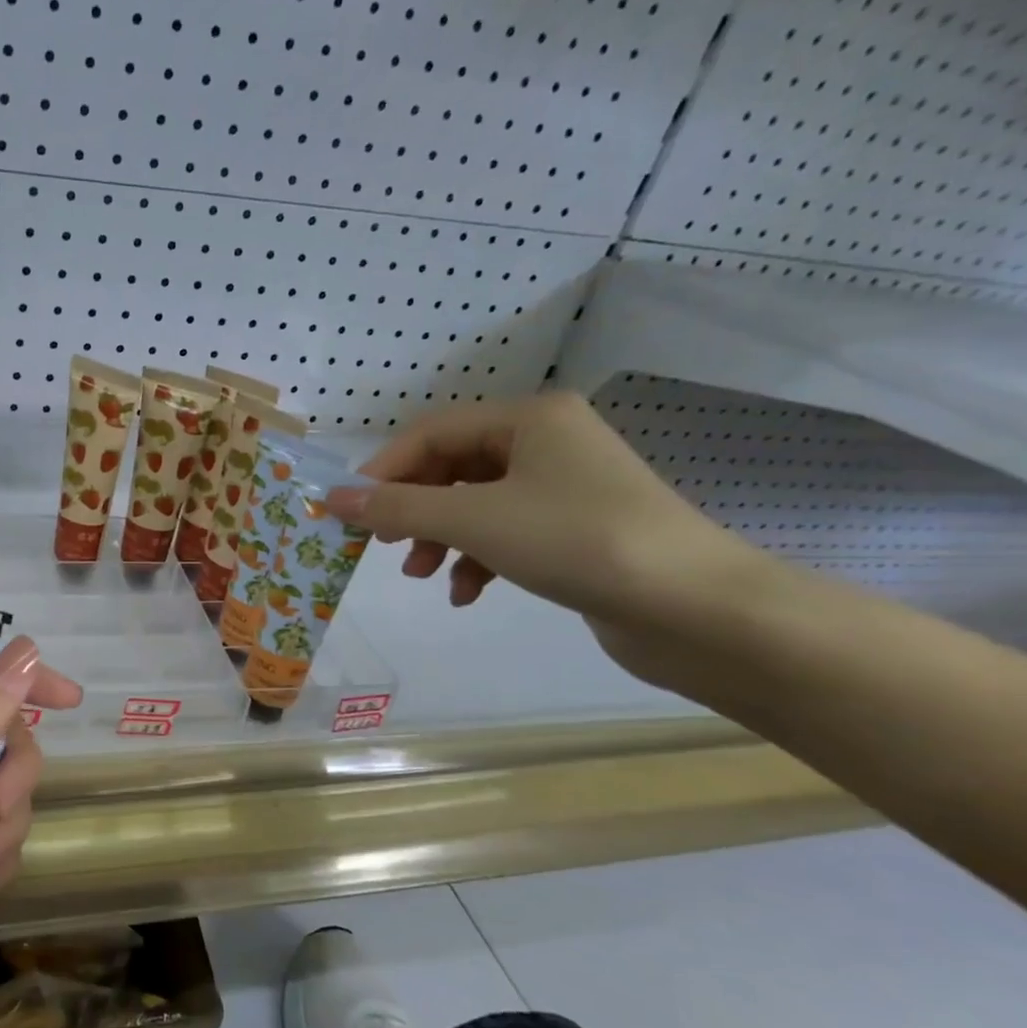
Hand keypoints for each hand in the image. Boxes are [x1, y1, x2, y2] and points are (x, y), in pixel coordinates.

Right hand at [327, 393, 761, 654]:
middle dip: (413, 508)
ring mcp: (562, 487)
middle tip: (382, 543)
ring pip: (473, 503)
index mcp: (529, 418)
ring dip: (440, 537)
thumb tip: (331, 496)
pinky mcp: (573, 530)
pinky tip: (467, 593)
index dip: (383, 469)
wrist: (694, 609)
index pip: (432, 432)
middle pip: (451, 467)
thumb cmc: (577, 541)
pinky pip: (503, 532)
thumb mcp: (475, 519)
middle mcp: (546, 441)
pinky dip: (476, 559)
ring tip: (422, 575)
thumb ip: (399, 506)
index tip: (347, 510)